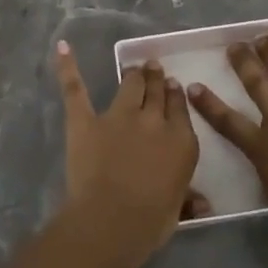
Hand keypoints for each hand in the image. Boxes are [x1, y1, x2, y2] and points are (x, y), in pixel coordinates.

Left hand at [53, 43, 203, 260]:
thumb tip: (204, 205)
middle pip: (156, 91)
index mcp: (180, 140)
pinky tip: (62, 47)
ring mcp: (118, 116)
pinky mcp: (86, 120)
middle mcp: (153, 120)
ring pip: (129, 84)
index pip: (179, 108)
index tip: (173, 86)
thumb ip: (189, 200)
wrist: (113, 219)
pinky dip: (68, 67)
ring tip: (134, 66)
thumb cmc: (151, 220)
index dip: (175, 95)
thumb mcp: (178, 210)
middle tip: (153, 68)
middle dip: (156, 78)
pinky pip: (76, 89)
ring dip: (133, 74)